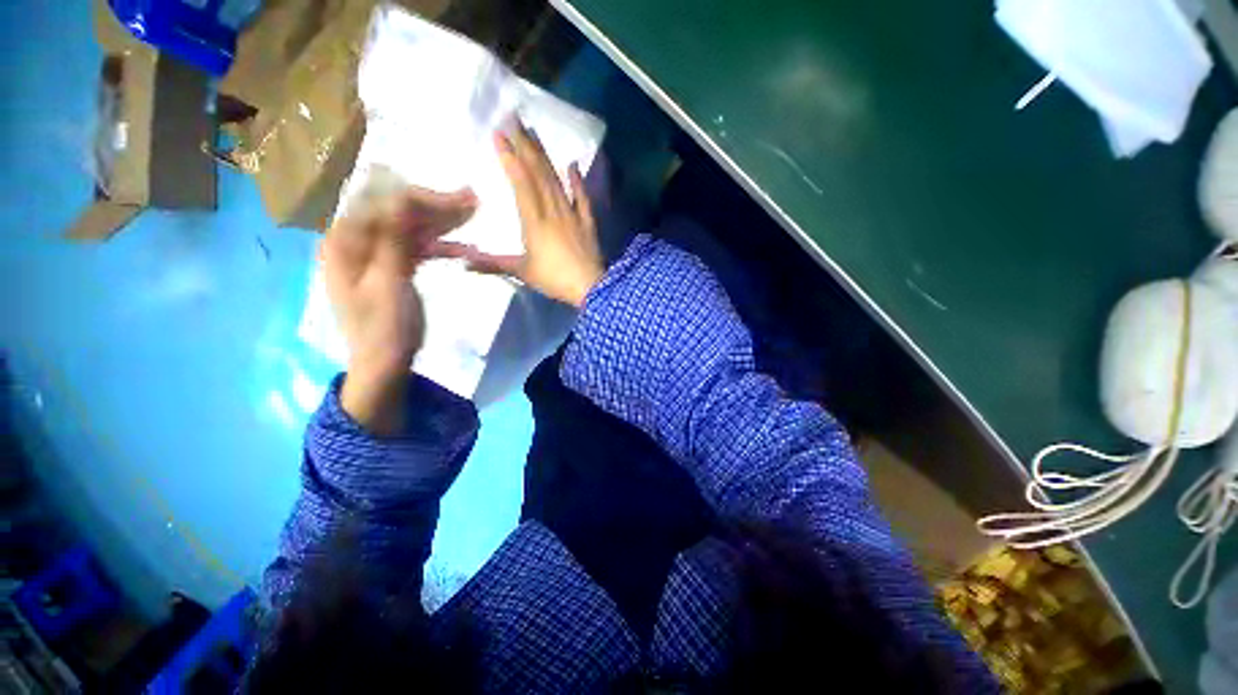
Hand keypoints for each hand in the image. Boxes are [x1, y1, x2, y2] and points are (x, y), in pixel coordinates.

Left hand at [322, 185, 476, 432]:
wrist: (384, 364)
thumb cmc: (383, 328)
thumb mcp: (389, 284)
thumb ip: (394, 239)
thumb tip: (403, 195)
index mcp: (345, 241)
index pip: (382, 202)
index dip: (420, 197)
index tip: (459, 199)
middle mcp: (356, 240)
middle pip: (397, 211)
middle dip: (435, 206)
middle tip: (474, 201)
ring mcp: (374, 254)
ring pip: (410, 227)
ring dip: (442, 223)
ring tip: (474, 214)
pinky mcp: (391, 267)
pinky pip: (416, 247)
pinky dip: (439, 246)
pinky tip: (465, 248)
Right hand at [452, 123, 602, 307]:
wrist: (590, 288)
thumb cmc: (554, 279)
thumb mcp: (522, 272)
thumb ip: (492, 264)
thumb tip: (462, 262)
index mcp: (534, 220)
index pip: (521, 182)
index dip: (510, 158)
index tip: (499, 134)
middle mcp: (553, 210)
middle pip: (538, 173)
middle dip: (525, 145)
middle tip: (514, 119)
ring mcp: (572, 214)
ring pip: (556, 180)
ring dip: (545, 156)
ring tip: (534, 133)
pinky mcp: (587, 221)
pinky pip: (582, 197)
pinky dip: (577, 180)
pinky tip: (572, 164)